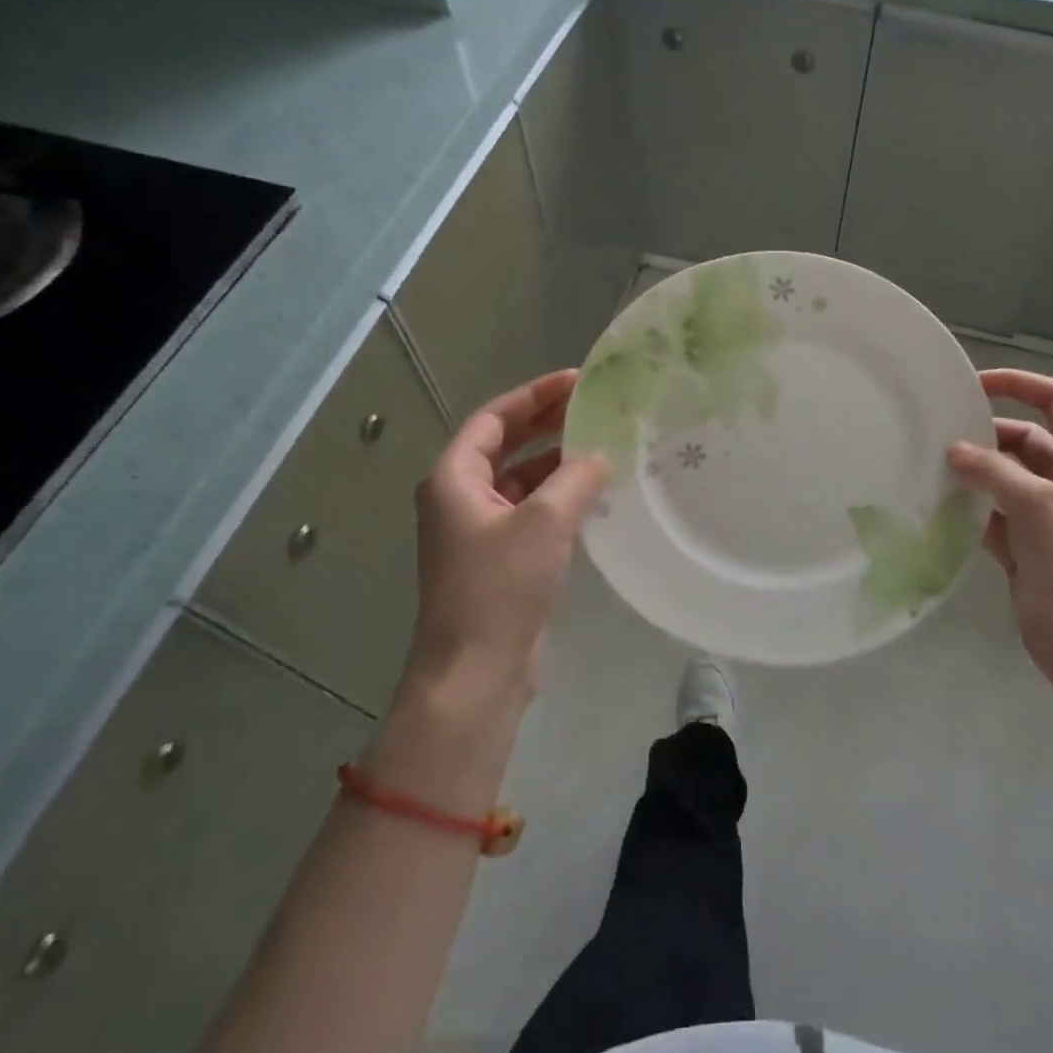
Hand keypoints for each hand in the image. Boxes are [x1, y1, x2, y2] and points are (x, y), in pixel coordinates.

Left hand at [401, 370, 607, 707]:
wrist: (476, 672)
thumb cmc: (500, 587)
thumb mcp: (544, 522)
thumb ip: (576, 478)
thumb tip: (599, 455)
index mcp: (453, 478)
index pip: (494, 419)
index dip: (534, 395)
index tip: (576, 380)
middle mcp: (459, 498)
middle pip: (504, 444)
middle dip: (546, 422)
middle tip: (591, 405)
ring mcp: (476, 530)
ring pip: (518, 479)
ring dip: (555, 460)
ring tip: (600, 444)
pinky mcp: (496, 558)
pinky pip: (528, 510)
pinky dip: (556, 495)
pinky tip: (590, 493)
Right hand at [947, 369, 1052, 702]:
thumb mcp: (1042, 511)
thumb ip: (996, 474)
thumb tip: (953, 449)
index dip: (1022, 384)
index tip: (975, 383)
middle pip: (1025, 440)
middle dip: (986, 434)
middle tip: (938, 433)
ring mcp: (1043, 519)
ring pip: (1003, 479)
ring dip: (973, 472)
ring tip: (927, 466)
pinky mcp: (1023, 550)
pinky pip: (990, 516)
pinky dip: (967, 509)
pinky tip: (935, 507)